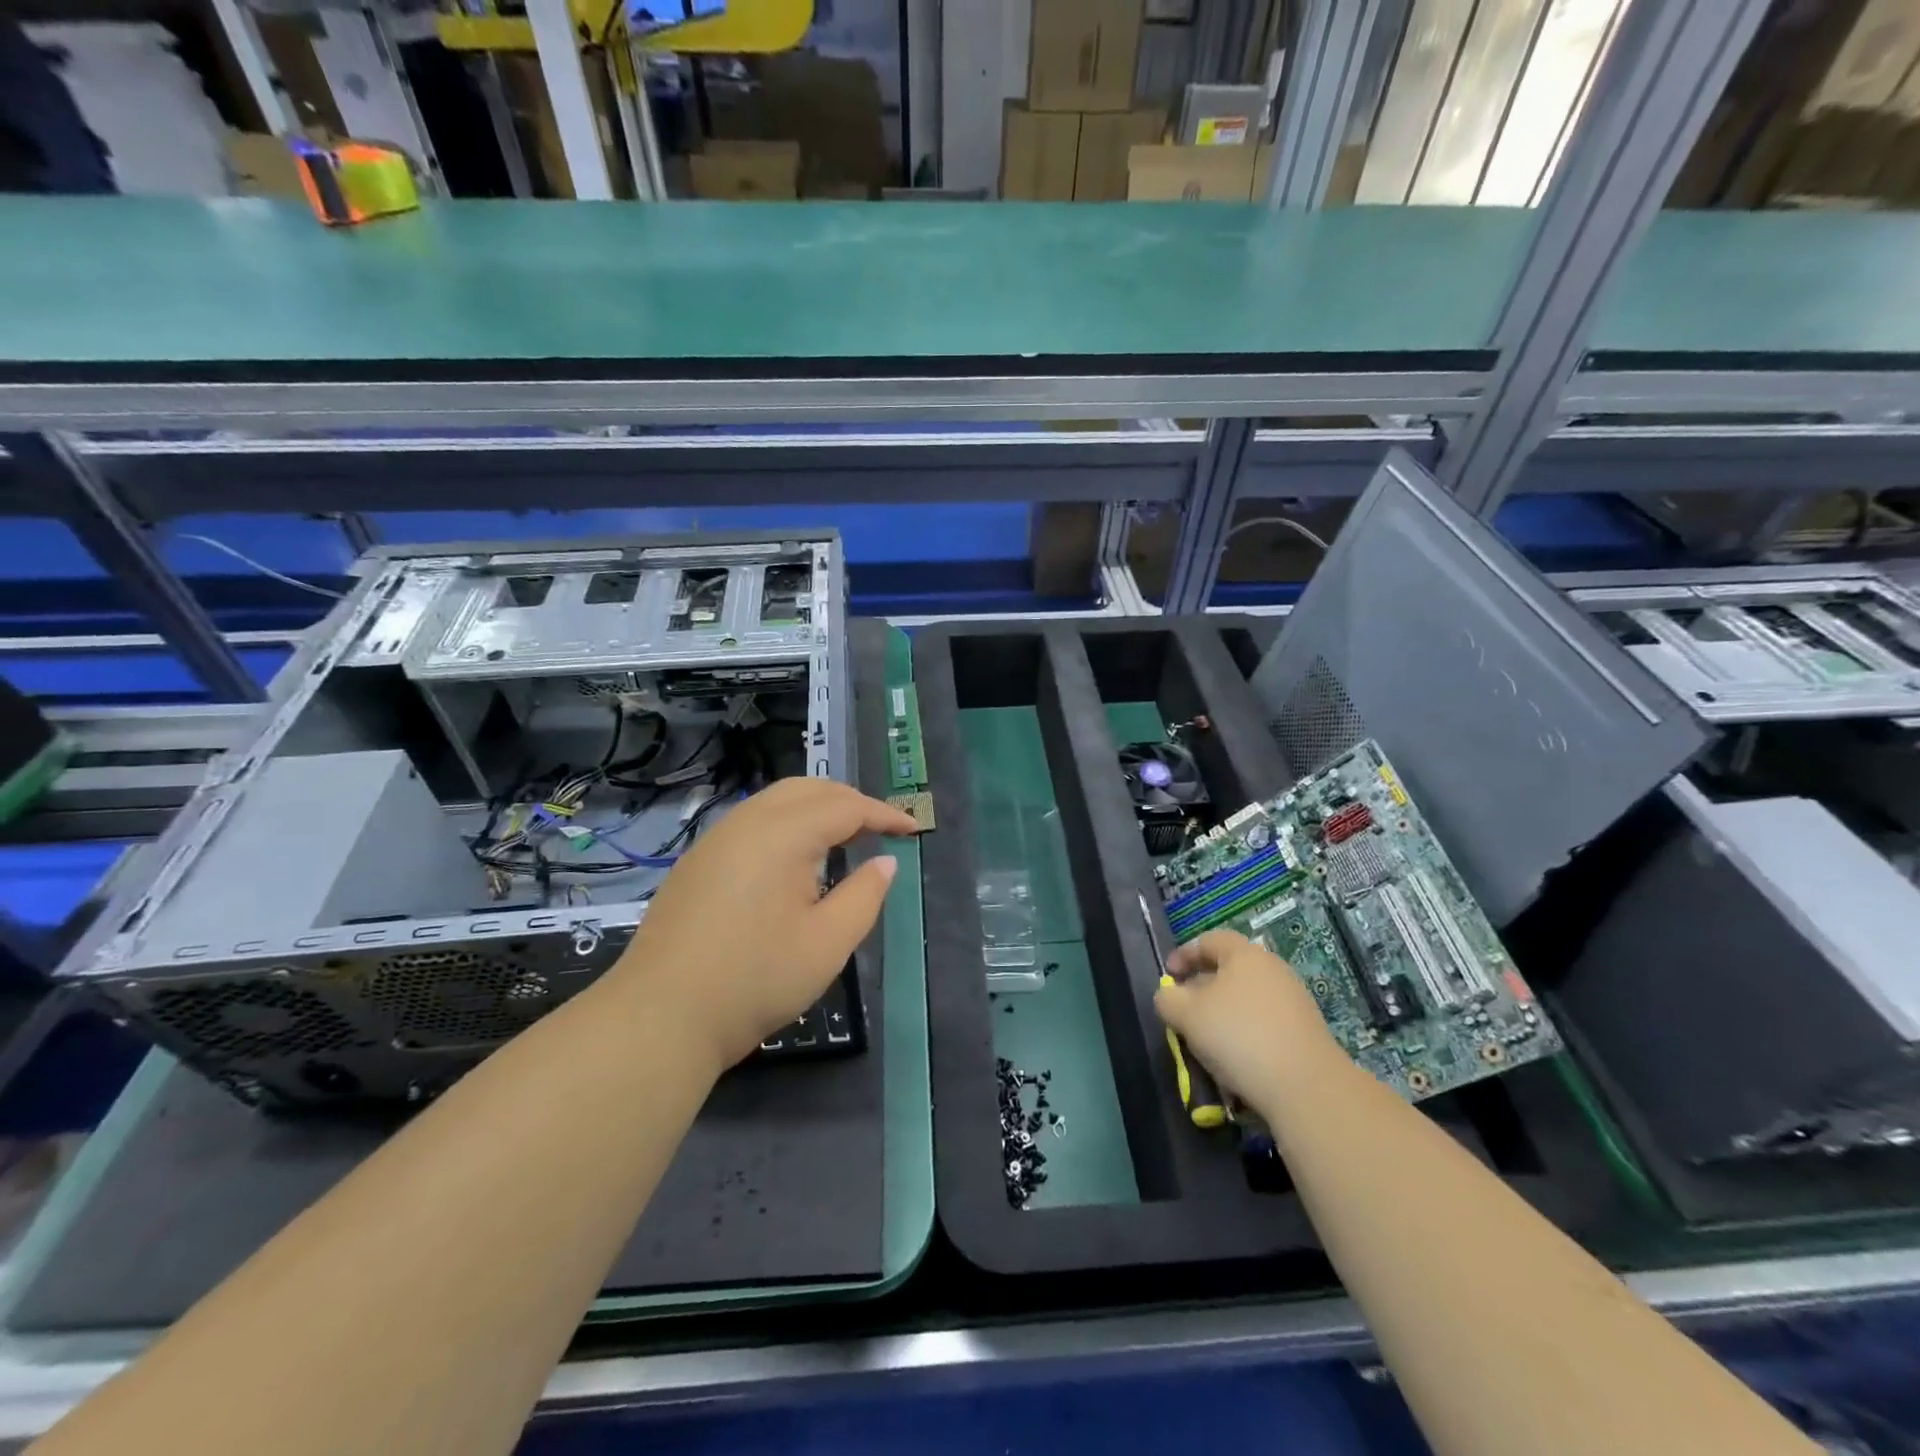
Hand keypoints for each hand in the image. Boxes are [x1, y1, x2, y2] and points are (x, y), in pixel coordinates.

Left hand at [612, 778, 916, 1074]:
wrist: (658, 1017)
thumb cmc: (755, 980)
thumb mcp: (828, 943)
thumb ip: (865, 895)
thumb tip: (885, 862)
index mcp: (782, 834)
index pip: (845, 806)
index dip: (884, 815)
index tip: (913, 831)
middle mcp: (746, 822)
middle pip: (809, 789)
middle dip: (850, 801)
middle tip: (881, 830)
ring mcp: (716, 840)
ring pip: (777, 801)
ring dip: (817, 809)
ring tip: (845, 838)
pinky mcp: (697, 862)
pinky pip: (753, 822)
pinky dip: (788, 824)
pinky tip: (795, 860)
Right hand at [1154, 930, 1344, 1111]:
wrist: (1307, 1087)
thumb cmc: (1238, 1036)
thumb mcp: (1187, 1015)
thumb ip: (1168, 999)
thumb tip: (1168, 995)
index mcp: (1245, 954)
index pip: (1209, 940)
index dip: (1183, 955)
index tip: (1168, 976)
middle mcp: (1273, 969)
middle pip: (1230, 969)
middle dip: (1203, 987)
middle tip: (1184, 1010)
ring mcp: (1294, 1000)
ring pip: (1247, 999)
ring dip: (1223, 1014)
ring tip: (1207, 1041)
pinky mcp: (1306, 1032)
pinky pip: (1265, 1023)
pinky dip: (1245, 1034)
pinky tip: (1236, 1060)